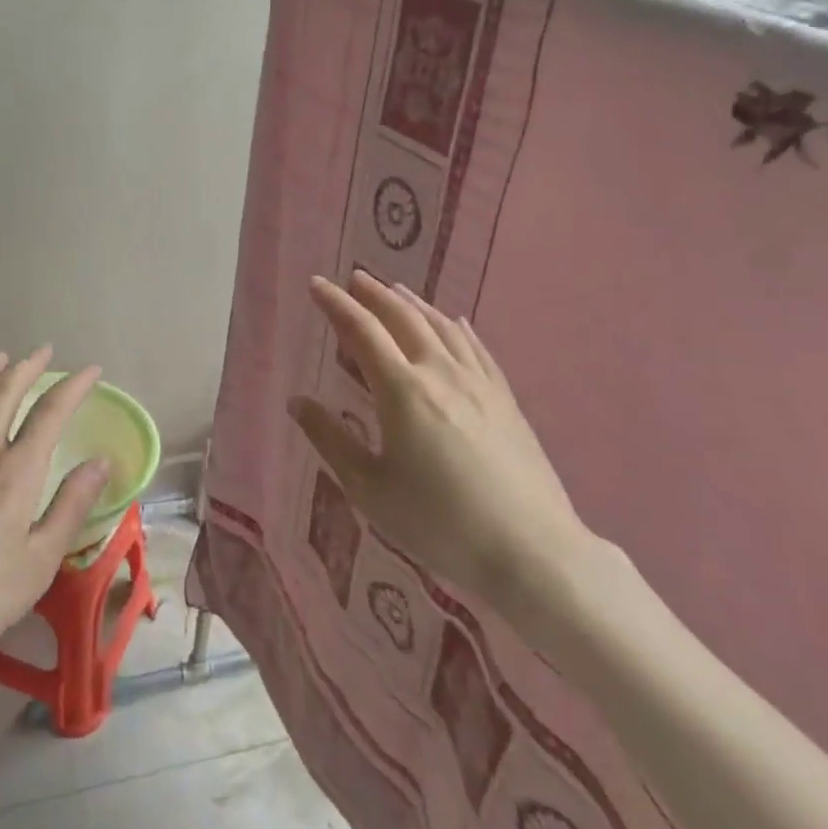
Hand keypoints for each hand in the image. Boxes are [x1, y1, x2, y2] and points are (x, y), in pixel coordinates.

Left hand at [0, 348, 107, 689]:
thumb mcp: (38, 563)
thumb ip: (71, 506)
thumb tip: (102, 461)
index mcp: (14, 472)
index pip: (50, 412)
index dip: (74, 386)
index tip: (92, 370)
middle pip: (3, 393)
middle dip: (27, 367)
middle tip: (44, 351)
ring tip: (1, 359)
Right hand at [289, 273, 599, 615]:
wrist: (530, 550)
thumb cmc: (438, 523)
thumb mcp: (370, 488)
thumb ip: (331, 440)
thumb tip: (297, 402)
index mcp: (402, 390)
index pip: (362, 331)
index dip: (336, 305)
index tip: (316, 284)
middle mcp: (441, 373)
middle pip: (403, 319)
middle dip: (374, 295)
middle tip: (354, 278)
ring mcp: (479, 383)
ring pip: (442, 327)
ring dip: (414, 304)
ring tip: (396, 291)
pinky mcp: (506, 400)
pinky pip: (477, 348)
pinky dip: (457, 328)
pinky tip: (456, 323)